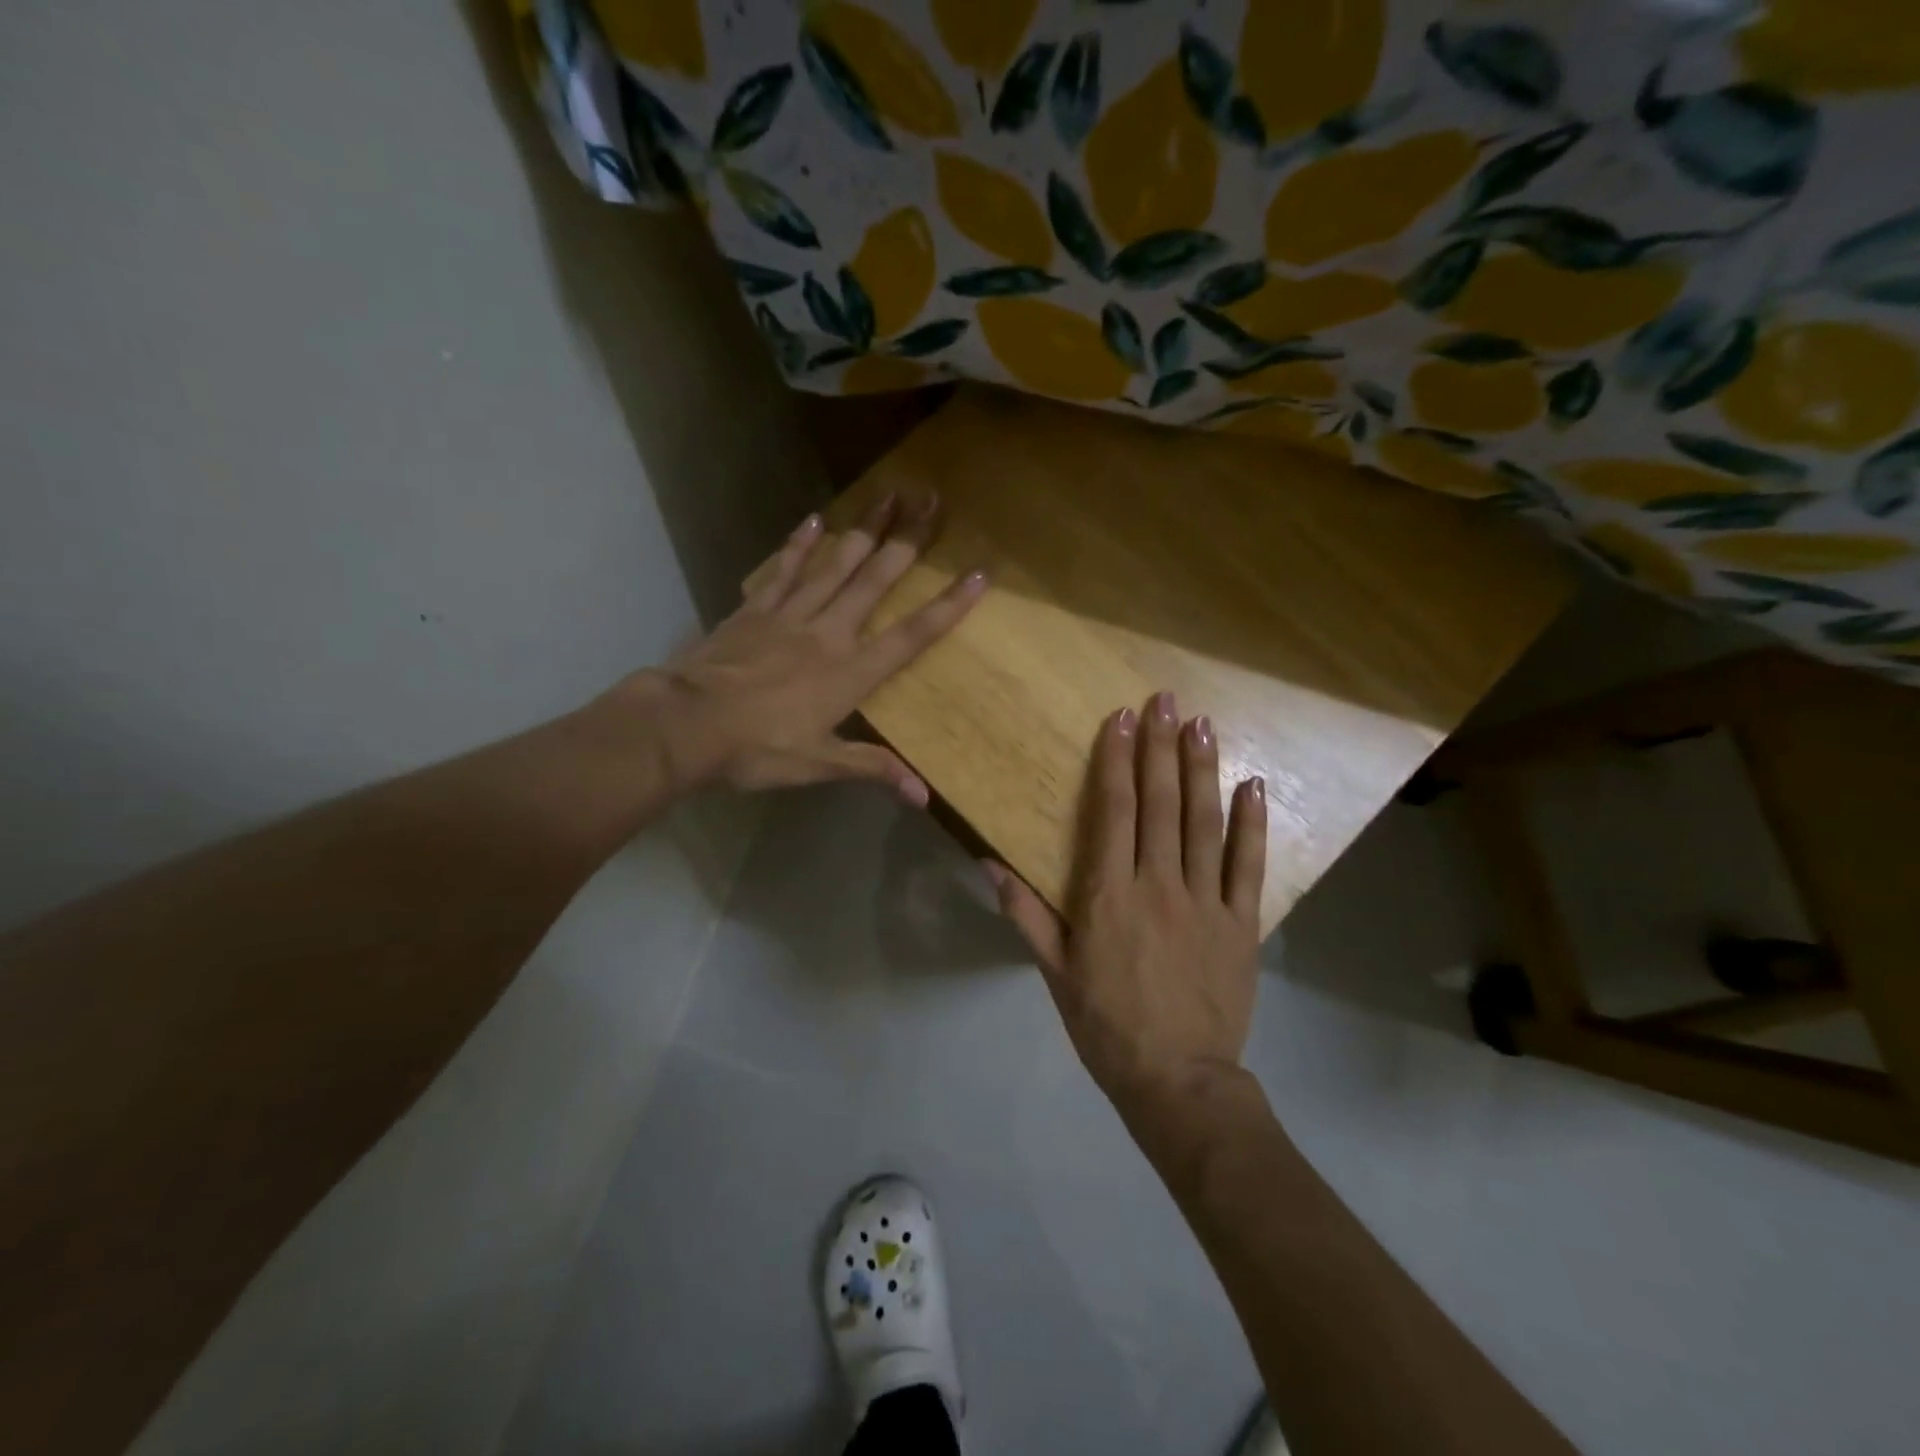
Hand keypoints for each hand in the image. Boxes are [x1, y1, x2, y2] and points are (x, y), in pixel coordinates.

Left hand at [617, 493, 983, 802]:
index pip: (910, 636)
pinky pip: (784, 570)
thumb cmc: (756, 749)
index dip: (947, 607)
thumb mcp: (818, 765)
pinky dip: (800, 544)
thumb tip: (922, 796)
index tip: (977, 574)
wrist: (684, 724)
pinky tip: (815, 519)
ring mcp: (789, 615)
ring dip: (864, 529)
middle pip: (875, 581)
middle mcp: (827, 633)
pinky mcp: (755, 609)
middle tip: (932, 501)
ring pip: (835, 564)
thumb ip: (872, 768)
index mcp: (849, 673)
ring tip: (888, 494)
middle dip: (908, 541)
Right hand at [988, 692, 1266, 1118]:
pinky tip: (1253, 785)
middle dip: (1161, 747)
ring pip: (1204, 823)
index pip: (1113, 811)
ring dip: (1202, 770)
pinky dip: (1252, 824)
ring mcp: (1204, 901)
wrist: (1177, 1080)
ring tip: (1202, 725)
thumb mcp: (1054, 972)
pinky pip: (1247, 865)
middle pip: (1160, 804)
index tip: (1121, 719)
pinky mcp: (1241, 923)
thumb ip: (1025, 914)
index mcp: (1109, 895)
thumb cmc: (1105, 1025)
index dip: (1116, 761)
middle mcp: (1158, 885)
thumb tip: (988, 863)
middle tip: (1166, 701)